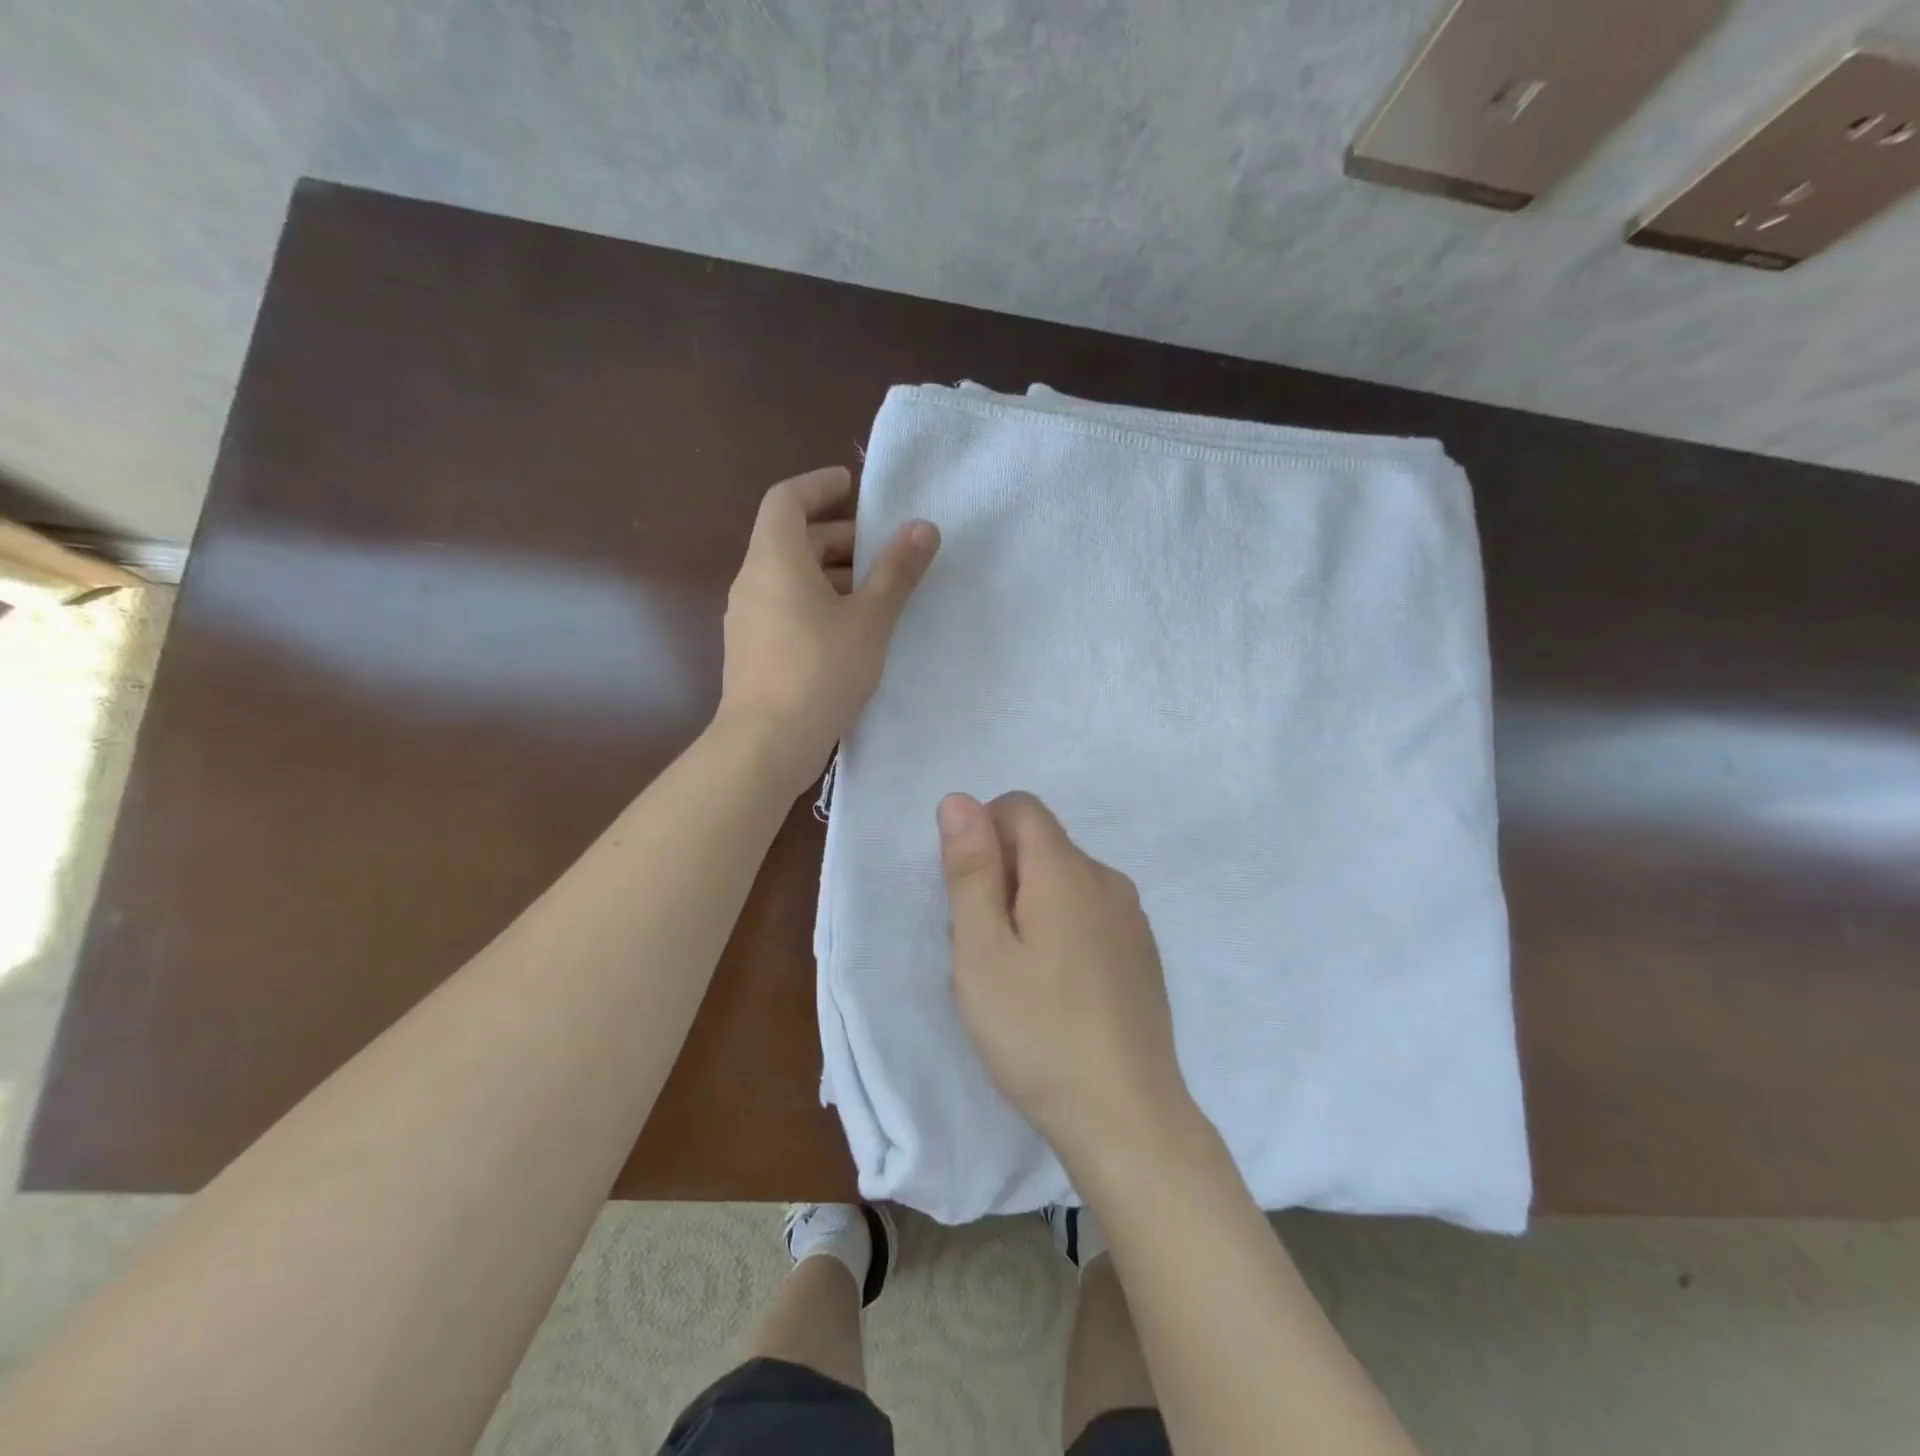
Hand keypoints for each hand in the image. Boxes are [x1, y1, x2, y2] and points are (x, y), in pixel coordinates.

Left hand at [717, 467, 938, 795]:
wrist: (767, 744)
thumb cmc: (820, 671)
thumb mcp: (870, 619)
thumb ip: (897, 571)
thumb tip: (923, 527)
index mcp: (774, 558)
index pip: (787, 499)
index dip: (819, 485)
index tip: (853, 486)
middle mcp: (753, 580)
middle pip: (791, 538)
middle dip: (837, 535)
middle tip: (882, 547)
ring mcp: (747, 618)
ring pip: (789, 577)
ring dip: (831, 573)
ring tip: (876, 591)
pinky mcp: (753, 650)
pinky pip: (785, 607)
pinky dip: (817, 602)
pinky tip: (851, 630)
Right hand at [938, 791, 1197, 1171]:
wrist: (1127, 1117)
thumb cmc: (1037, 1032)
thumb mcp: (982, 951)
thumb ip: (970, 869)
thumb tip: (959, 799)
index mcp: (1067, 870)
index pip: (1020, 808)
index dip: (983, 834)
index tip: (968, 897)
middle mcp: (1107, 880)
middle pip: (1040, 847)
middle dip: (1000, 879)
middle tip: (982, 951)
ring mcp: (1131, 918)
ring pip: (1062, 884)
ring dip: (1027, 909)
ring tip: (1013, 979)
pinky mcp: (1141, 953)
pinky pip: (1088, 915)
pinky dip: (1059, 932)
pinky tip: (1052, 994)